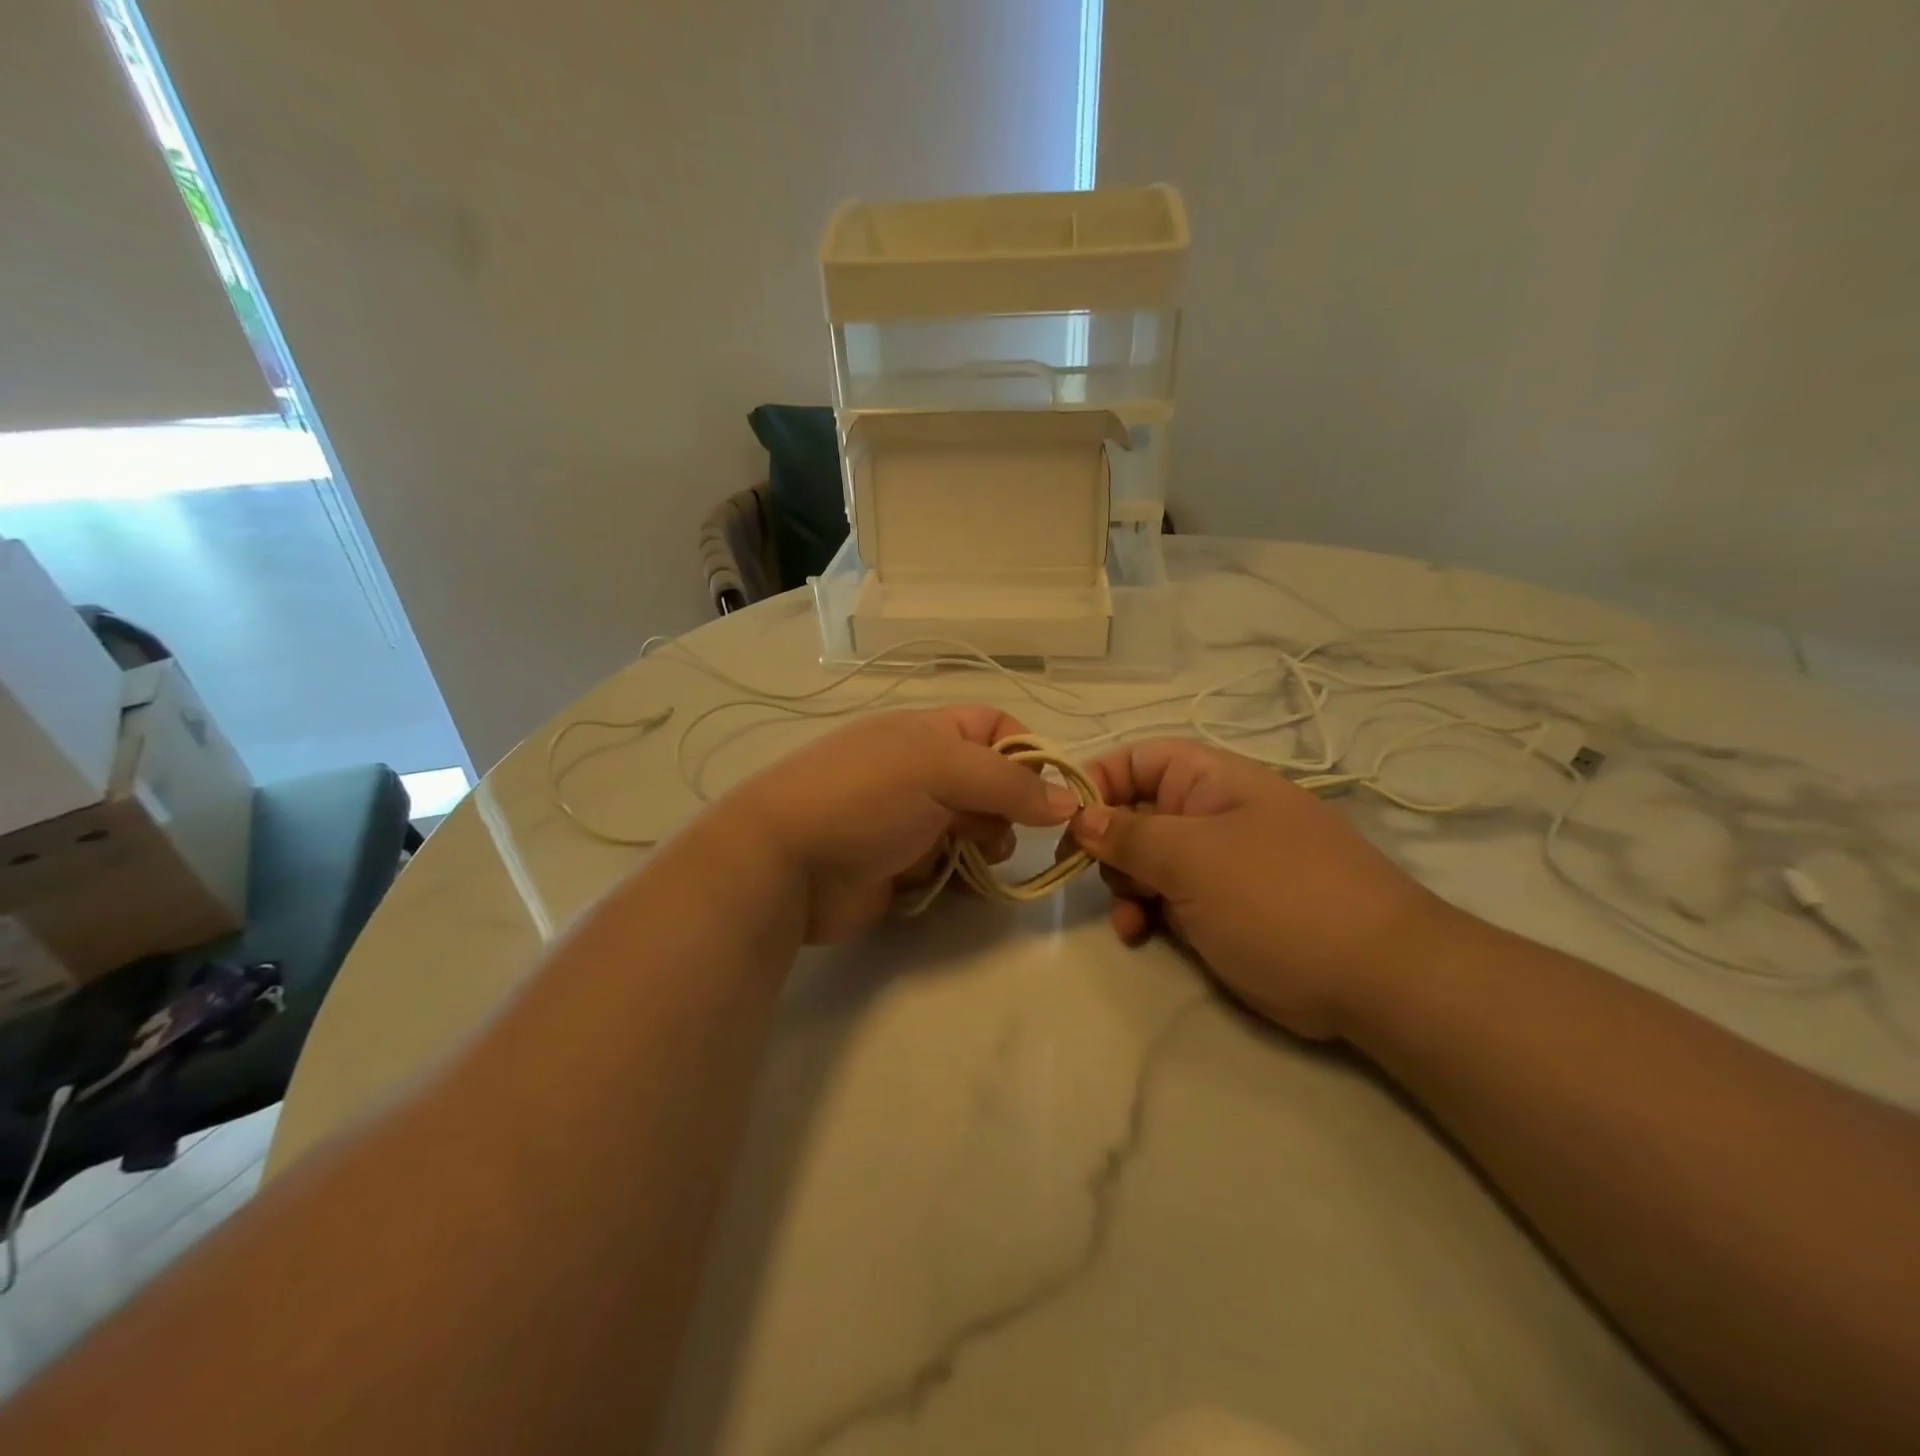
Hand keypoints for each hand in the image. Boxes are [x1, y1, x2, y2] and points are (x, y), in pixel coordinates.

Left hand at [717, 707, 1074, 942]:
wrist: (784, 865)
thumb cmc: (863, 798)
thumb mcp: (938, 770)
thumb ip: (1008, 783)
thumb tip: (1068, 800)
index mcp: (928, 733)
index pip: (995, 727)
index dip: (1027, 753)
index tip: (1049, 792)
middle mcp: (923, 772)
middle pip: (992, 782)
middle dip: (1008, 807)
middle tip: (998, 829)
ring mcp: (912, 821)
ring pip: (977, 828)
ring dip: (987, 843)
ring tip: (975, 855)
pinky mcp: (903, 867)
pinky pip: (953, 867)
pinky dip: (960, 875)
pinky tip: (951, 882)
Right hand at [1064, 738, 1447, 1038]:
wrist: (1375, 978)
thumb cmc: (1278, 896)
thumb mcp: (1193, 857)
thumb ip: (1129, 834)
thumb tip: (1080, 815)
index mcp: (1211, 781)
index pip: (1138, 759)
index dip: (1098, 782)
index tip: (1066, 821)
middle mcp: (1210, 813)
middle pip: (1135, 811)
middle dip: (1108, 843)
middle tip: (1094, 874)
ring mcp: (1216, 862)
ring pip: (1145, 860)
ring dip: (1124, 886)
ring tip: (1127, 917)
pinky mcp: (1219, 906)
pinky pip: (1165, 898)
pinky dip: (1145, 913)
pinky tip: (1138, 936)